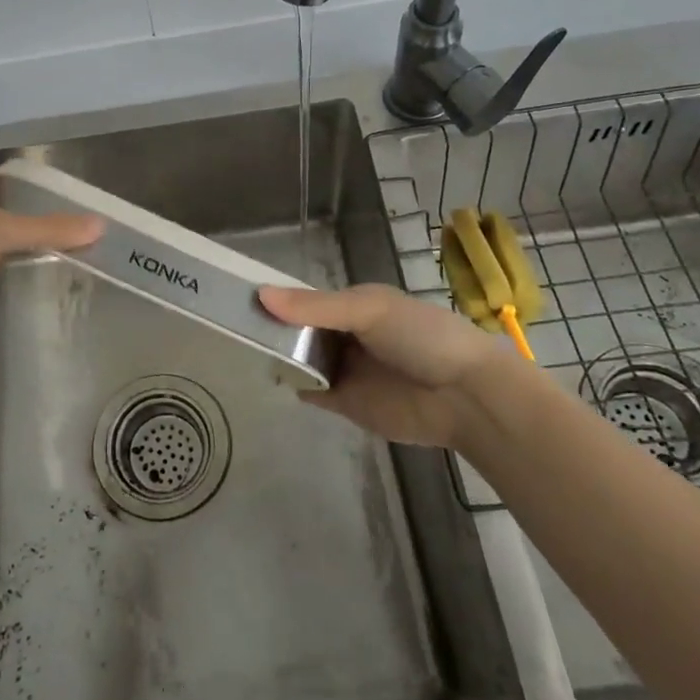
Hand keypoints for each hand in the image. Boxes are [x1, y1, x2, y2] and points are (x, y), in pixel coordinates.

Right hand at [259, 284, 511, 447]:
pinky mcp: (347, 403)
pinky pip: (312, 391)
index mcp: (353, 305)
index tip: (240, 297)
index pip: (306, 299)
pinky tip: (271, 375)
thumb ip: (316, 307)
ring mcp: (345, 369)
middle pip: (299, 330)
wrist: (466, 396)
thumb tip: (261, 295)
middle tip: (232, 325)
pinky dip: (293, 384)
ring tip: (240, 347)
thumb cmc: (421, 337)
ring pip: (301, 359)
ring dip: (279, 354)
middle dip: (273, 327)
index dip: (278, 298)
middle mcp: (345, 335)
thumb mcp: (368, 309)